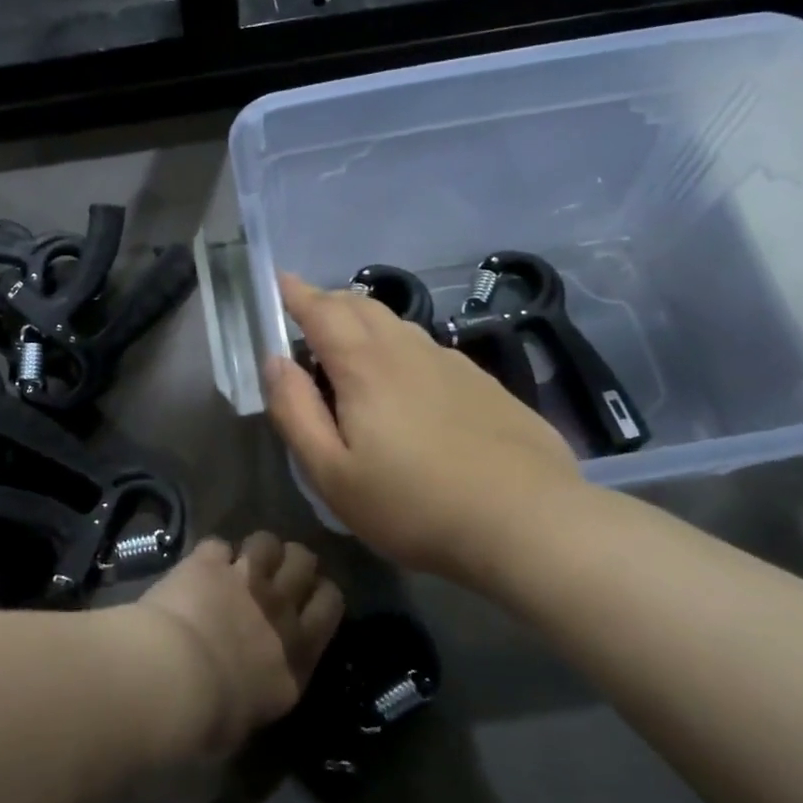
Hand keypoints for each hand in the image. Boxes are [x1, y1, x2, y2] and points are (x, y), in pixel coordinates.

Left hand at [125, 533, 343, 762]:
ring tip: (239, 563)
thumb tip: (245, 694)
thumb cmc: (210, 720)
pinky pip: (217, 544)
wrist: (173, 681)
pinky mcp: (208, 563)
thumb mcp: (248, 722)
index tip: (306, 599)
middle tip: (274, 575)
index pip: (330, 603)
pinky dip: (209, 556)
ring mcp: (245, 579)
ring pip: (267, 541)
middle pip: (304, 561)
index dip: (319, 594)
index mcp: (299, 653)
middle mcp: (279, 609)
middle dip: (292, 562)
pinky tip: (198, 568)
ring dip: (255, 550)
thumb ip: (258, 696)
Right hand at [264, 273, 587, 581]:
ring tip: (351, 347)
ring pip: (398, 326)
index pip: (321, 310)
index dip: (296, 293)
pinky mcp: (484, 384)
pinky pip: (429, 350)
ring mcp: (453, 363)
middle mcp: (408, 349)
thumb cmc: (413, 504)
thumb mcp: (332, 473)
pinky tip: (408, 384)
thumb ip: (295, 412)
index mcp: (365, 365)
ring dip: (366, 323)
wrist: (527, 521)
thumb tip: (275, 361)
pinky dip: (401, 349)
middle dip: (328, 301)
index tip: (279, 281)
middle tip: (308, 315)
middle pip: (361, 306)